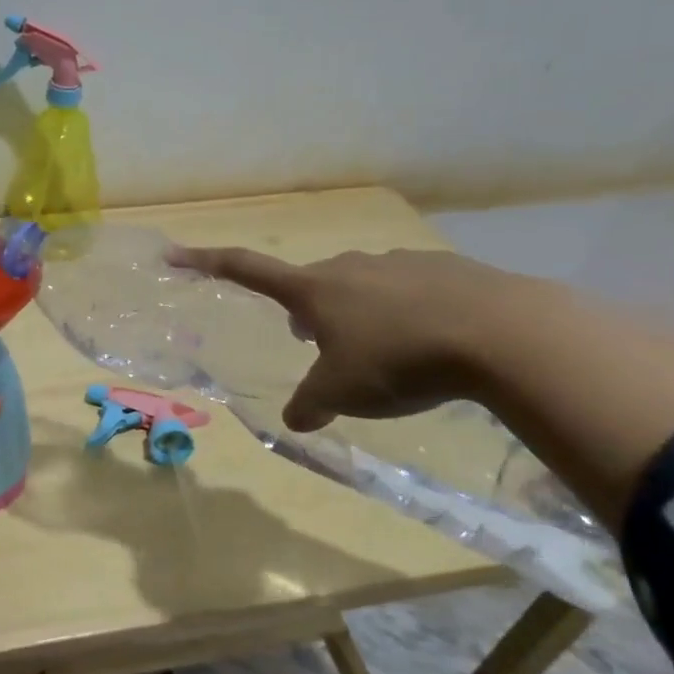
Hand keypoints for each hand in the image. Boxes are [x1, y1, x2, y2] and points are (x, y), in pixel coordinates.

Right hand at [166, 245, 518, 429]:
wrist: (499, 332)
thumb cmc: (398, 359)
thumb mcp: (343, 393)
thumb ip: (311, 404)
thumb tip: (297, 419)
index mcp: (314, 290)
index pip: (246, 270)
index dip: (207, 263)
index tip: (175, 254)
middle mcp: (348, 267)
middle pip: (311, 285)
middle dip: (306, 313)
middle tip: (316, 346)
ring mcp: (397, 262)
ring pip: (360, 287)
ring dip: (356, 314)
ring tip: (381, 352)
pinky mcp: (443, 268)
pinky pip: (407, 290)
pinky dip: (403, 313)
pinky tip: (431, 344)